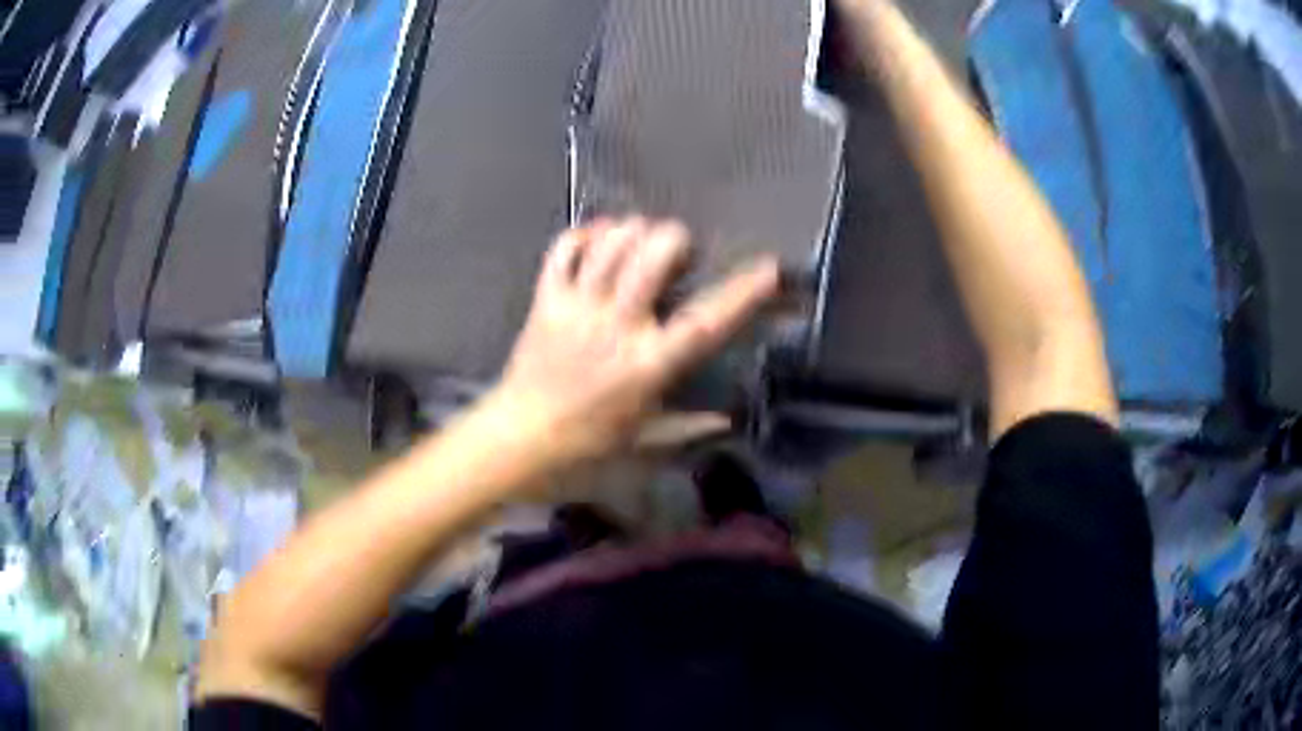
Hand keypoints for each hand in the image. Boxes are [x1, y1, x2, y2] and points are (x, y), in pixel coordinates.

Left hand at [493, 217, 780, 464]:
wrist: (517, 439)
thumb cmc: (585, 446)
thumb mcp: (644, 441)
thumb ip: (690, 427)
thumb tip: (728, 420)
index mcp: (648, 365)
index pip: (705, 322)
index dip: (740, 293)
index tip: (768, 267)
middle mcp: (616, 327)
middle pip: (652, 257)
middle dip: (674, 238)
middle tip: (679, 250)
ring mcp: (577, 308)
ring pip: (611, 243)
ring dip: (633, 230)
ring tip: (641, 240)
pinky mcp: (545, 299)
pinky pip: (563, 249)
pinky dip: (584, 234)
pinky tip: (598, 240)